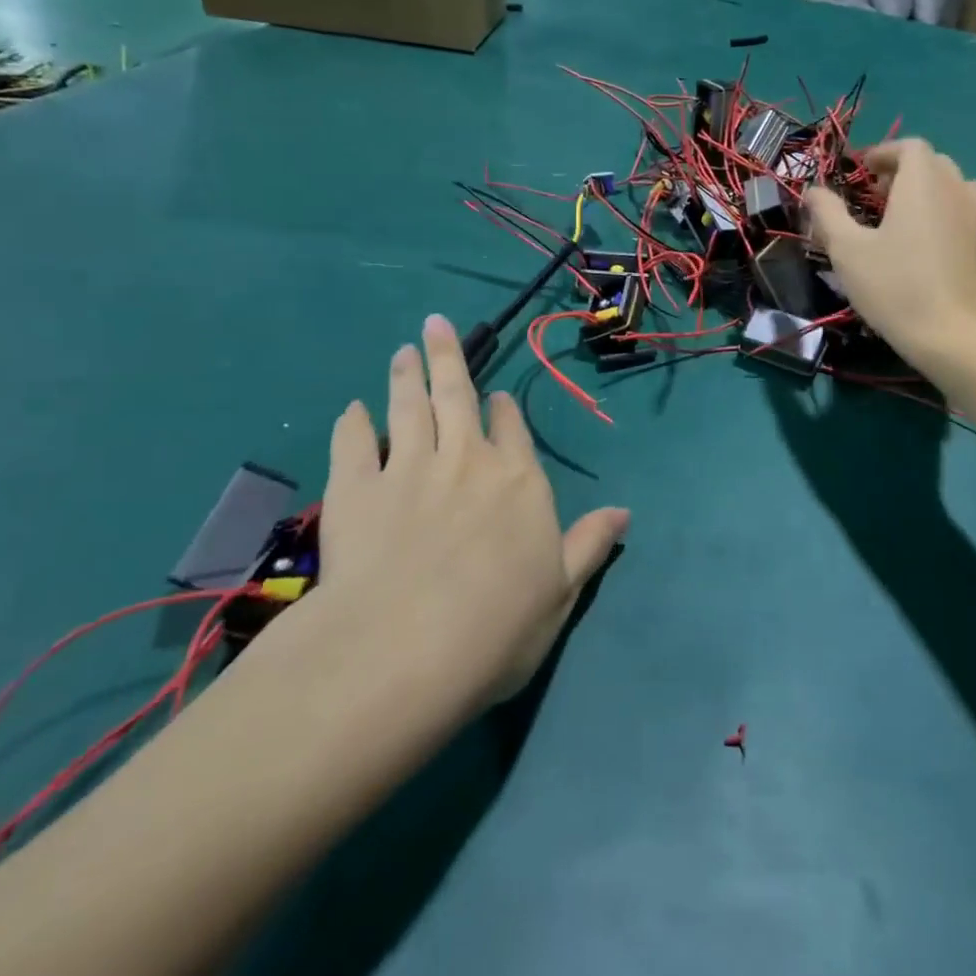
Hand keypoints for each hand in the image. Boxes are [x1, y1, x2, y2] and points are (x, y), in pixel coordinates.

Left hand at [263, 315, 628, 727]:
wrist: (402, 650)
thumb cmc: (496, 627)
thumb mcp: (560, 592)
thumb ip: (589, 545)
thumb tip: (624, 513)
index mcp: (518, 481)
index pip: (513, 430)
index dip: (504, 410)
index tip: (497, 397)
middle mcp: (466, 460)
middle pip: (458, 397)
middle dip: (448, 359)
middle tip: (435, 324)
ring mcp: (407, 469)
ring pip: (407, 407)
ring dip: (405, 375)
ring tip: (402, 350)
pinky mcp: (354, 489)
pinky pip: (352, 444)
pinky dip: (351, 423)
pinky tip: (351, 409)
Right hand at [803, 140, 975, 379]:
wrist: (955, 336)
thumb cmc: (895, 287)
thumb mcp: (847, 250)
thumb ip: (828, 213)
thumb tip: (813, 190)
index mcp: (922, 182)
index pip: (909, 146)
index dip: (883, 153)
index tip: (861, 172)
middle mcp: (956, 190)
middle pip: (935, 163)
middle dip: (905, 171)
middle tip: (878, 196)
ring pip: (959, 188)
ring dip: (934, 192)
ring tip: (910, 218)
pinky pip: (973, 219)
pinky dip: (955, 220)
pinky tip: (942, 243)